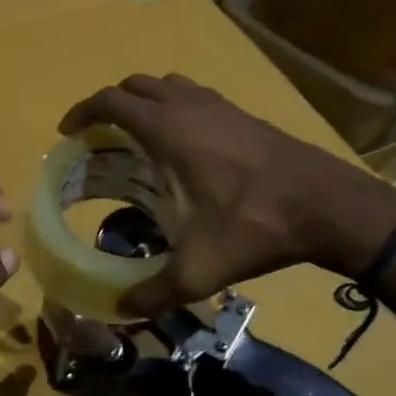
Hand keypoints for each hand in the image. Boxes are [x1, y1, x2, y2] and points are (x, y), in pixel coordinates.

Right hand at [58, 73, 395, 315]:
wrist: (328, 206)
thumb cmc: (254, 226)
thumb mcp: (197, 269)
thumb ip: (152, 292)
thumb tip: (120, 310)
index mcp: (167, 129)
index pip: (111, 101)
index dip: (82, 112)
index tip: (67, 133)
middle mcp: (190, 107)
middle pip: (135, 85)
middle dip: (109, 106)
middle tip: (98, 139)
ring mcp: (220, 106)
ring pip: (168, 85)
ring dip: (144, 103)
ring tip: (136, 139)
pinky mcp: (244, 114)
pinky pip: (195, 96)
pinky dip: (175, 109)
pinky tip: (182, 147)